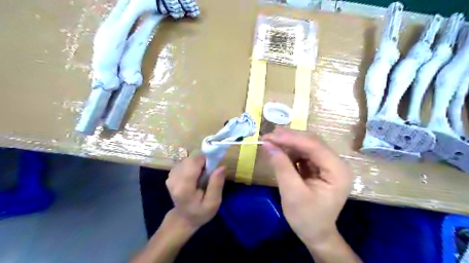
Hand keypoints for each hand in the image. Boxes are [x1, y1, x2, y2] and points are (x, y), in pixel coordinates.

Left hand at [166, 154, 225, 229]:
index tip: (214, 165)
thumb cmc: (200, 212)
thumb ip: (216, 185)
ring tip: (203, 175)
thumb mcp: (213, 203)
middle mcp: (174, 179)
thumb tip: (221, 166)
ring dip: (198, 163)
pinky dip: (193, 165)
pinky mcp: (171, 173)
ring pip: (188, 159)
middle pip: (191, 159)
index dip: (206, 159)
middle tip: (210, 172)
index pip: (193, 162)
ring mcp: (171, 175)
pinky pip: (185, 162)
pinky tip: (196, 175)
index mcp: (184, 187)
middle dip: (203, 161)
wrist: (183, 218)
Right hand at [262, 128, 353, 247]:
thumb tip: (268, 144)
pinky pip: (304, 152)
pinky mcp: (319, 166)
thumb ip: (281, 166)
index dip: (291, 138)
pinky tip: (279, 151)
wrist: (315, 233)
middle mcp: (336, 163)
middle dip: (288, 138)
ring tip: (270, 143)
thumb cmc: (306, 218)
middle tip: (268, 136)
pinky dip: (290, 150)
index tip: (270, 136)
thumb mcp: (292, 193)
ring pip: (306, 145)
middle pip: (311, 142)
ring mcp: (328, 164)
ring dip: (288, 143)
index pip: (314, 146)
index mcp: (337, 171)